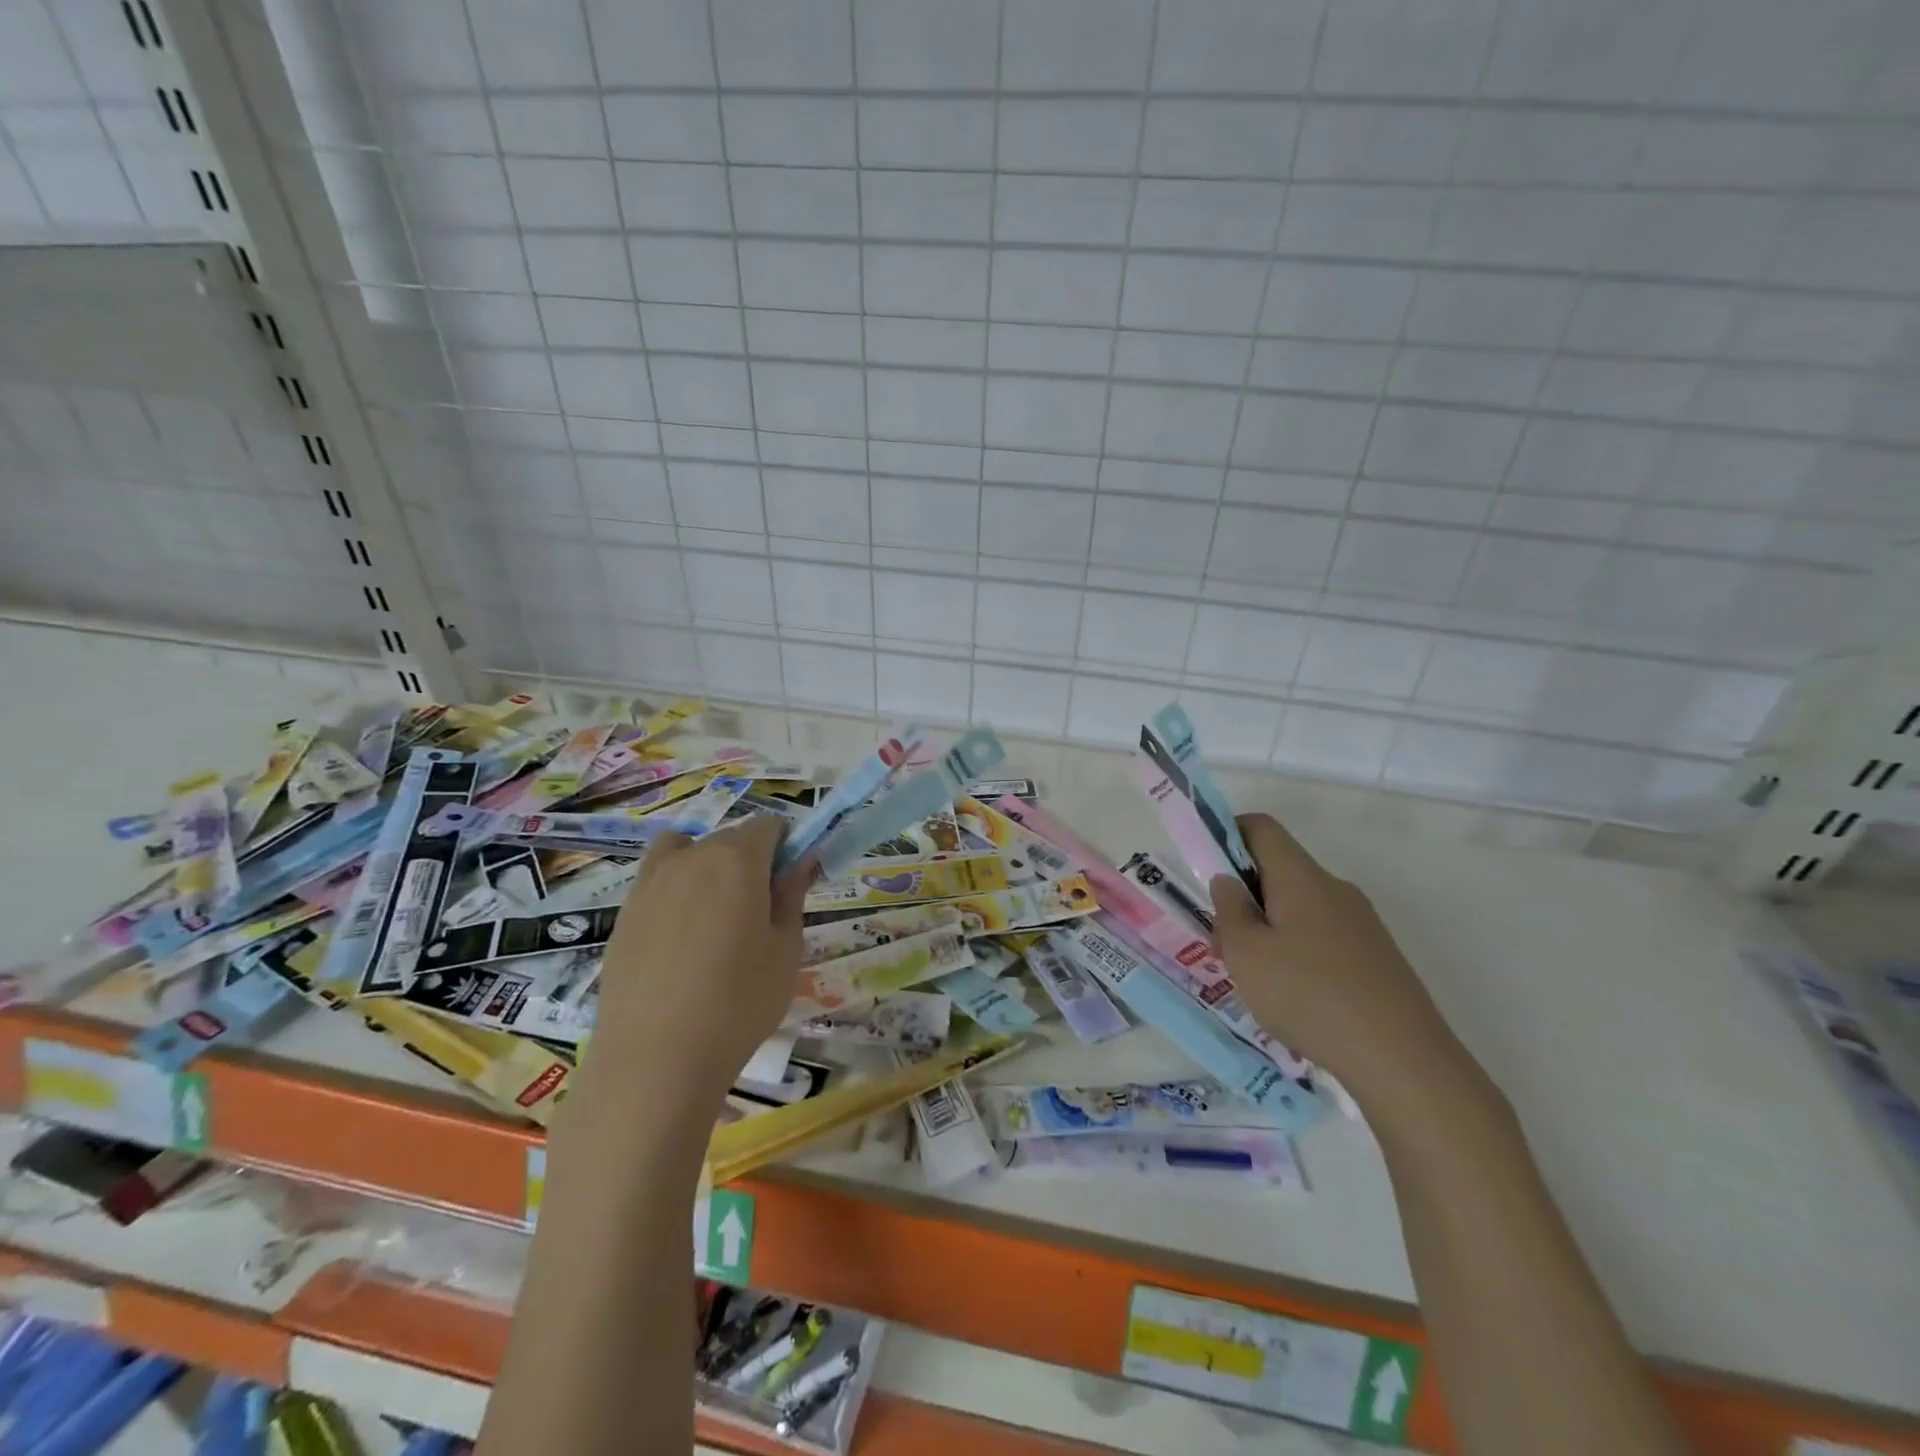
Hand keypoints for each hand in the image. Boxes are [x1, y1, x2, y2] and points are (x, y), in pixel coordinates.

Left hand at [590, 815, 811, 1108]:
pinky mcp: (625, 912)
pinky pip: (657, 880)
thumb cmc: (739, 1002)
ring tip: (714, 917)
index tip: (788, 882)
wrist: (655, 1059)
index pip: (767, 825)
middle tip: (757, 912)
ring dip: (707, 867)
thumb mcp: (786, 949)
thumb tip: (803, 858)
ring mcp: (651, 883)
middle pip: (728, 838)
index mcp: (737, 860)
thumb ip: (793, 894)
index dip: (784, 845)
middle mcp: (691, 858)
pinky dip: (675, 891)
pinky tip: (681, 940)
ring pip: (686, 852)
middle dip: (748, 860)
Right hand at [1209, 813, 1487, 1123]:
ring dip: (1267, 926)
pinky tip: (1292, 996)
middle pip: (1279, 869)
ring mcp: (1361, 922)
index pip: (1261, 827)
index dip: (1227, 834)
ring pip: (1299, 906)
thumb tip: (1228, 881)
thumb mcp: (1246, 954)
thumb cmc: (1309, 996)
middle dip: (1243, 895)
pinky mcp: (1377, 955)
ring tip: (1253, 976)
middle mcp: (1334, 888)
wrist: (1403, 1060)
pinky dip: (1296, 949)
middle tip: (1222, 941)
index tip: (1206, 871)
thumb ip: (1229, 910)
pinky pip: (1323, 934)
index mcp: (1301, 877)